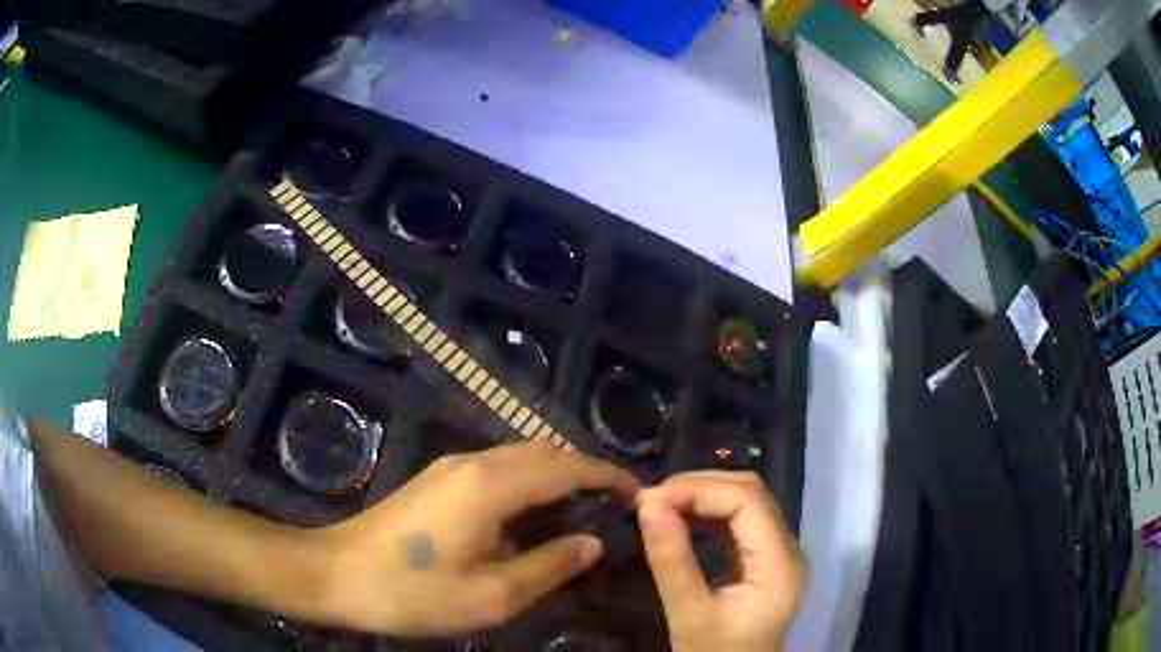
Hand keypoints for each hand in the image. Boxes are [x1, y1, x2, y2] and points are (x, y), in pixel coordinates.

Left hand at [313, 442, 639, 635]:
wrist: (335, 573)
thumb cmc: (412, 592)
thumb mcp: (490, 595)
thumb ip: (548, 566)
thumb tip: (592, 542)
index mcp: (489, 486)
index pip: (565, 466)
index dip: (607, 476)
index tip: (639, 494)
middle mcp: (472, 462)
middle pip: (544, 451)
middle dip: (585, 471)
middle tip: (616, 506)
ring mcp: (450, 467)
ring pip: (520, 456)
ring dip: (557, 475)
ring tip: (584, 511)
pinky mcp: (437, 479)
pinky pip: (499, 468)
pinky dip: (530, 481)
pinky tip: (534, 516)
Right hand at [637, 471, 806, 651]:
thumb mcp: (689, 616)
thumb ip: (672, 561)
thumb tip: (647, 503)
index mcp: (780, 563)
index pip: (747, 501)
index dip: (698, 489)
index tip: (648, 499)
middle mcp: (788, 550)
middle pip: (752, 494)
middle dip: (700, 487)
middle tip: (651, 500)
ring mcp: (780, 555)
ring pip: (748, 503)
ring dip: (704, 496)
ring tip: (661, 506)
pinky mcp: (766, 562)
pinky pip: (742, 522)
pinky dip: (710, 514)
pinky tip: (682, 520)